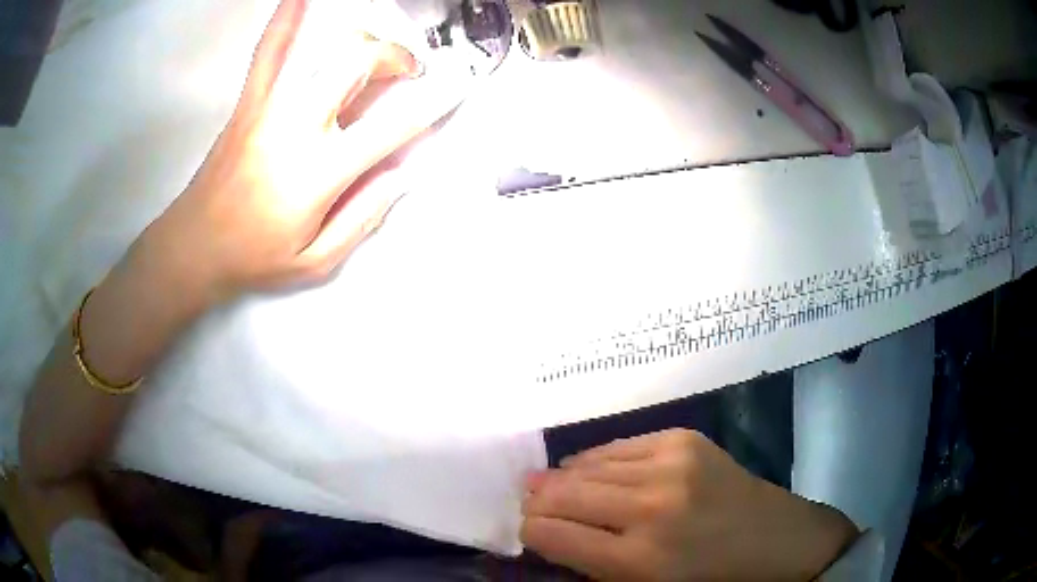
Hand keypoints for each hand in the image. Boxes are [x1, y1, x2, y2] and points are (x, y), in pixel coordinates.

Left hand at [151, 0, 442, 302]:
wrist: (193, 246)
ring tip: (375, 55)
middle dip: (396, 58)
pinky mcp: (249, 102)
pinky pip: (269, 51)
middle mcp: (299, 127)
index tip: (457, 87)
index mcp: (320, 172)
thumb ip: (364, 216)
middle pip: (360, 64)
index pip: (393, 125)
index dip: (433, 103)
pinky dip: (285, 20)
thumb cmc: (255, 257)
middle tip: (408, 73)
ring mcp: (271, 107)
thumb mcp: (317, 261)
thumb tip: (403, 172)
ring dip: (364, 43)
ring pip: (328, 49)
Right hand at [522, 429, 859, 580]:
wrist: (776, 540)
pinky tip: (594, 471)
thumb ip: (591, 568)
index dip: (529, 532)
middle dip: (536, 502)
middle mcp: (649, 507)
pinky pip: (617, 446)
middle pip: (560, 494)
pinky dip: (597, 461)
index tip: (528, 533)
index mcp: (637, 559)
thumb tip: (548, 535)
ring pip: (584, 465)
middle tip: (530, 505)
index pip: (550, 534)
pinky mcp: (683, 439)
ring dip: (563, 479)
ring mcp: (669, 464)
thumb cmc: (709, 579)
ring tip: (554, 486)